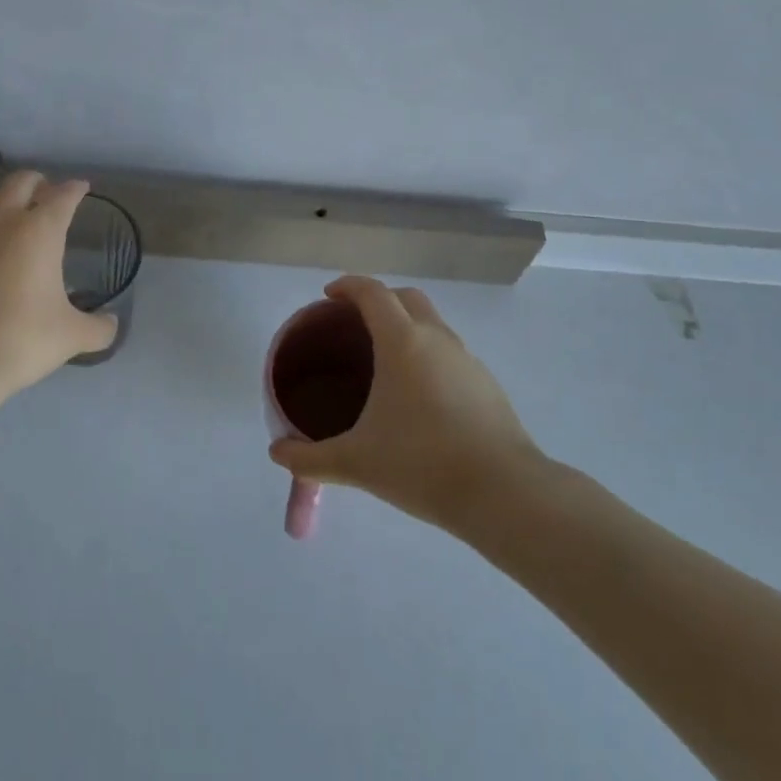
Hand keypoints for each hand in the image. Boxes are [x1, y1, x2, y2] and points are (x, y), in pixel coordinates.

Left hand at [0, 170, 118, 398]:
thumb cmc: (21, 339)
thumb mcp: (71, 336)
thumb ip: (98, 327)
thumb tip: (111, 323)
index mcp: (40, 230)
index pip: (63, 196)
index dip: (75, 190)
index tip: (81, 189)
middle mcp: (2, 218)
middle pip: (22, 182)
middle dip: (39, 184)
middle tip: (47, 196)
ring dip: (5, 200)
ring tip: (11, 217)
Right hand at [267, 276, 542, 529]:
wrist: (503, 493)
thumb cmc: (421, 464)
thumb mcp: (356, 462)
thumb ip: (310, 458)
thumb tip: (277, 455)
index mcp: (402, 342)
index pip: (372, 293)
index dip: (347, 287)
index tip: (329, 296)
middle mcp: (437, 339)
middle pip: (406, 298)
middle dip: (379, 300)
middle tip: (354, 324)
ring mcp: (468, 360)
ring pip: (433, 324)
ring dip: (407, 327)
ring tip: (385, 362)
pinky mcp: (487, 384)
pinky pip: (450, 353)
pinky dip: (428, 355)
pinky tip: (419, 397)